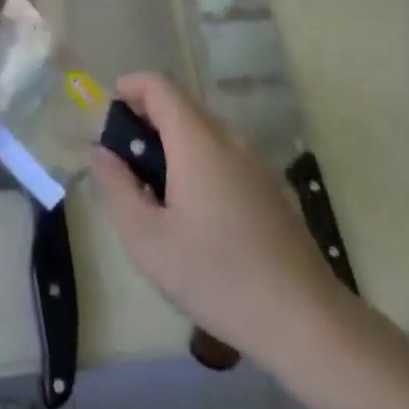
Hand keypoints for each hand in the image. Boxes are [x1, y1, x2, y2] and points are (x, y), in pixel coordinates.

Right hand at [89, 73, 350, 375]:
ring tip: (155, 194)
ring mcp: (256, 164)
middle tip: (125, 165)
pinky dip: (198, 163)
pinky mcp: (271, 189)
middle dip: (146, 120)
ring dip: (172, 144)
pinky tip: (195, 215)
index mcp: (198, 142)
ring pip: (204, 132)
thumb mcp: (148, 240)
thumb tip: (102, 153)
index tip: (109, 118)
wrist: (307, 323)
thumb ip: (116, 188)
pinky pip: (225, 155)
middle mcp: (229, 140)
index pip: (159, 85)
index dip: (129, 88)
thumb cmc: (218, 277)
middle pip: (181, 105)